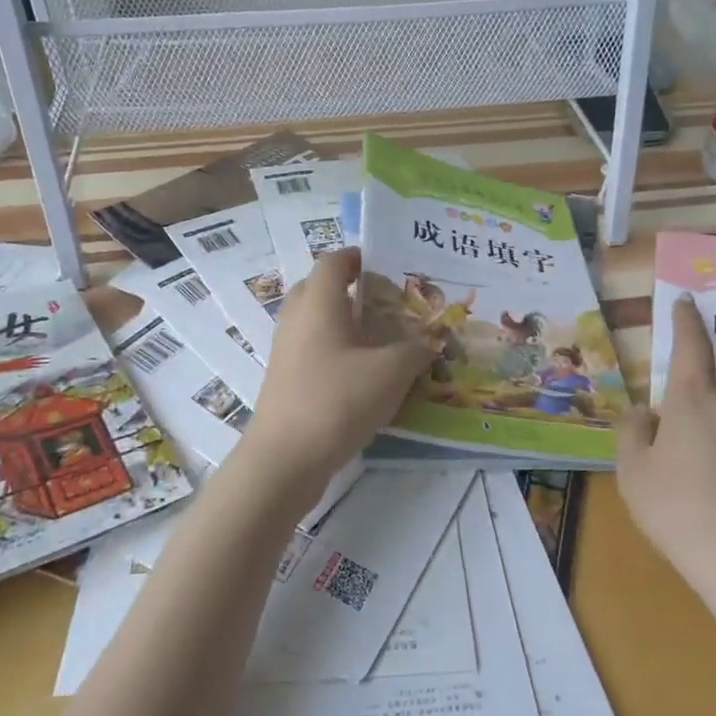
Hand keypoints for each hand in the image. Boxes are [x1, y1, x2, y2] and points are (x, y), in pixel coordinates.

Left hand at [244, 249, 434, 496]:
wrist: (284, 459)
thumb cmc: (337, 400)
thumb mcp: (391, 372)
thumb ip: (417, 350)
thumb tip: (431, 341)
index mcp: (319, 302)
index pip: (334, 261)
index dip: (359, 256)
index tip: (388, 264)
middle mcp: (297, 318)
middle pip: (322, 288)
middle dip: (354, 290)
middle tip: (390, 303)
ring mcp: (286, 350)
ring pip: (317, 321)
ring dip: (346, 323)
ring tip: (384, 340)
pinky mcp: (285, 379)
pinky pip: (313, 350)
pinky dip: (337, 351)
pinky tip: (365, 375)